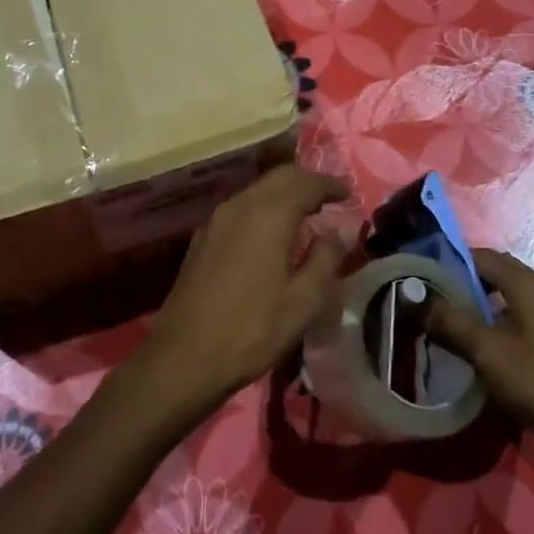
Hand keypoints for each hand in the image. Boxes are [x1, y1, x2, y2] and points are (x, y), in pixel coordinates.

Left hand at [124, 165, 349, 419]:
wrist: (183, 357)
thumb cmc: (252, 330)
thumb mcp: (303, 301)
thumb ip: (325, 259)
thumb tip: (340, 231)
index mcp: (268, 214)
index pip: (305, 182)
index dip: (330, 184)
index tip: (349, 193)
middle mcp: (239, 205)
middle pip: (278, 177)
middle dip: (306, 182)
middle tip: (330, 200)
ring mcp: (216, 220)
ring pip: (257, 191)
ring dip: (283, 195)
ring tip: (306, 216)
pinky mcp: (202, 238)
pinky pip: (241, 208)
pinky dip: (263, 209)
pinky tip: (272, 234)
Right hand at [432, 248, 533, 498]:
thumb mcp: (486, 351)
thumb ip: (449, 321)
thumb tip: (413, 298)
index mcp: (530, 283)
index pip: (482, 256)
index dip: (449, 263)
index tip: (421, 279)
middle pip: (496, 275)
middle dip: (462, 286)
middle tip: (430, 304)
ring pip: (508, 300)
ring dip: (478, 308)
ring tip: (448, 326)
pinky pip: (521, 320)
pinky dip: (497, 325)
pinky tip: (480, 348)